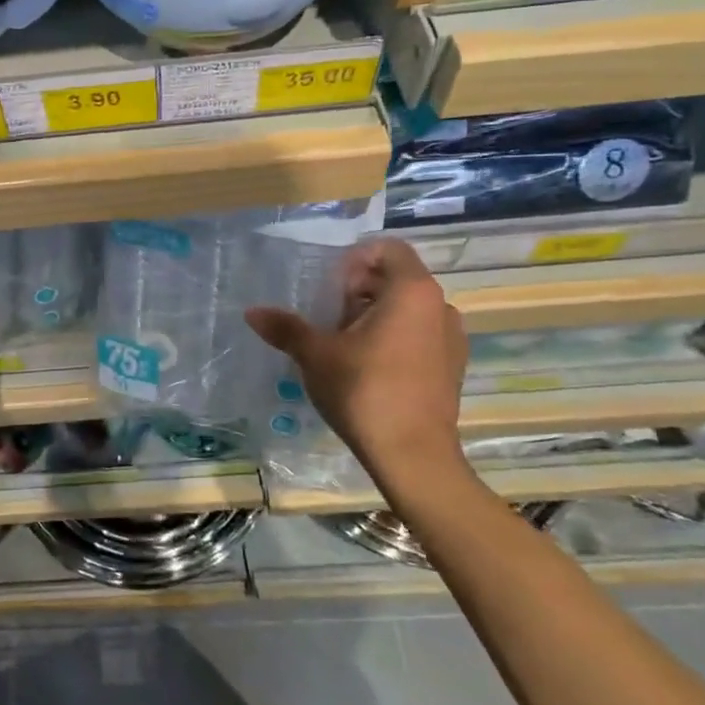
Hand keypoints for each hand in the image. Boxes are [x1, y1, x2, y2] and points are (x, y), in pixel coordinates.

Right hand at [245, 238, 467, 488]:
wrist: (413, 456)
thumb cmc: (365, 391)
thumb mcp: (316, 355)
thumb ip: (286, 328)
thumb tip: (252, 312)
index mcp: (412, 291)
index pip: (388, 249)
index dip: (355, 259)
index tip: (330, 287)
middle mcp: (440, 306)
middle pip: (396, 279)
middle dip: (359, 291)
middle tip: (328, 317)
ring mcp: (452, 339)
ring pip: (408, 310)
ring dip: (376, 316)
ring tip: (345, 345)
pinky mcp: (452, 368)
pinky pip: (420, 335)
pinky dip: (394, 339)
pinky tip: (368, 368)